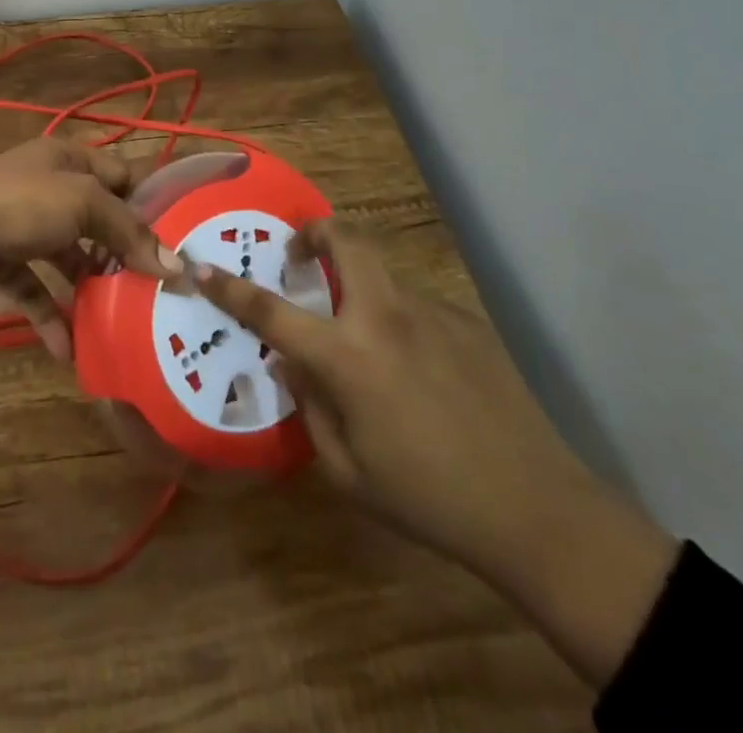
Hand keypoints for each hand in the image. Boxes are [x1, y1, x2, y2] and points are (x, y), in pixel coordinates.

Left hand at [0, 139, 180, 358]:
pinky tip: (69, 348)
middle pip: (94, 216)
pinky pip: (35, 286)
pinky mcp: (0, 259)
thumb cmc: (23, 205)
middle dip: (121, 249)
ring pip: (66, 254)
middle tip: (153, 283)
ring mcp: (20, 223)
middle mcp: (45, 186)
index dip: (147, 202)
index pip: (119, 173)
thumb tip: (179, 268)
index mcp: (66, 158)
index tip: (176, 238)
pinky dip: (52, 314)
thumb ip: (130, 234)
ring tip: (118, 317)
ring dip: (89, 285)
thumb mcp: (84, 205)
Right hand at [195, 218, 678, 685]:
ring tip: (366, 338)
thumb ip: (310, 407)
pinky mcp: (467, 321)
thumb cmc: (429, 498)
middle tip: (299, 253)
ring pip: (383, 274)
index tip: (204, 266)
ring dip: (360, 285)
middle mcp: (386, 317)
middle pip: (346, 242)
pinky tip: (418, 369)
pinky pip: (416, 305)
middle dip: (314, 232)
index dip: (232, 288)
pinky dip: (398, 319)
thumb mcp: (348, 471)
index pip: (273, 311)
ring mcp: (432, 312)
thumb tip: (294, 362)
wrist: (538, 510)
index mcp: (349, 357)